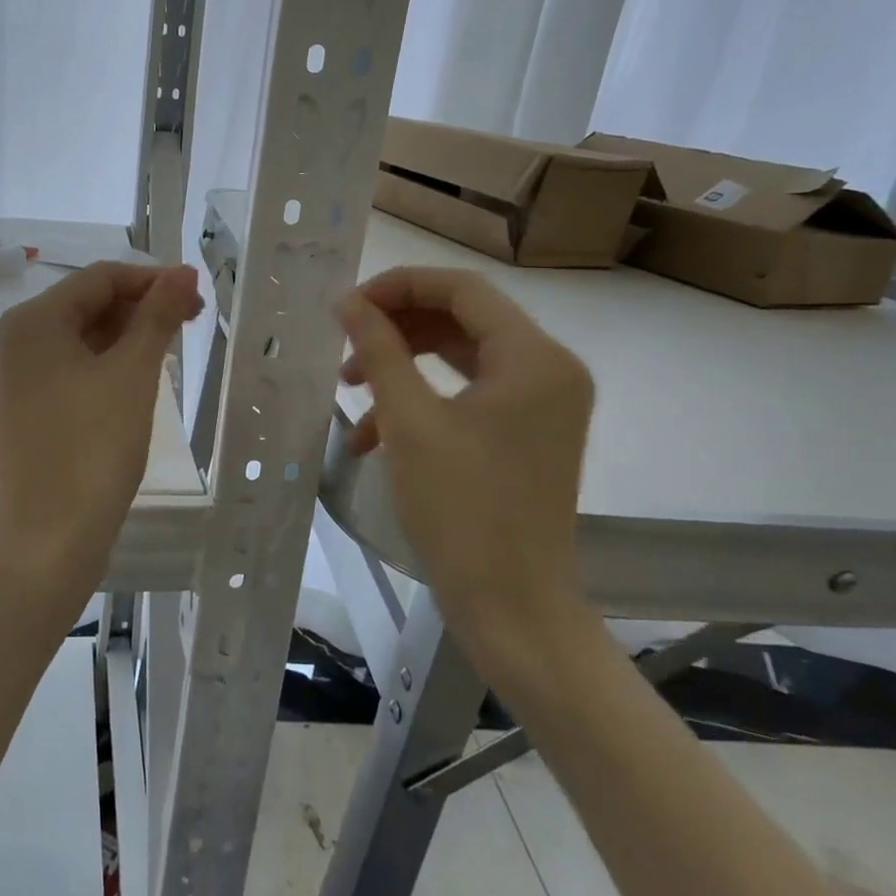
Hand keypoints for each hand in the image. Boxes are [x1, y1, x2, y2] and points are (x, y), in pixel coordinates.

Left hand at [0, 261, 203, 588]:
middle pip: (89, 304)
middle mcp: (19, 340)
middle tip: (193, 320)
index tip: (196, 294)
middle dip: (141, 306)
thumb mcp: (132, 374)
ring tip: (174, 345)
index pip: (100, 278)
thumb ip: (157, 316)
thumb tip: (184, 272)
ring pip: (84, 337)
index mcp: (34, 321)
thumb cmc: (92, 447)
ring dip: (129, 334)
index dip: (151, 279)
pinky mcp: (31, 408)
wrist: (49, 540)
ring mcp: (21, 377)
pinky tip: (142, 373)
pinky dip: (110, 362)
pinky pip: (75, 367)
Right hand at [336, 266, 596, 681]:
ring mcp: (542, 405)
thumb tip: (349, 301)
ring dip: (402, 367)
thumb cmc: (462, 510)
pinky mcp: (528, 434)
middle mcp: (550, 370)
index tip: (347, 306)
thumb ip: (379, 350)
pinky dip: (422, 403)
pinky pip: (469, 396)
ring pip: (461, 358)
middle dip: (397, 329)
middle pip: (462, 320)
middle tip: (345, 346)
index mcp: (535, 357)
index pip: (462, 289)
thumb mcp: (410, 422)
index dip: (398, 287)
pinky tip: (374, 437)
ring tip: (350, 390)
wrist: (513, 609)